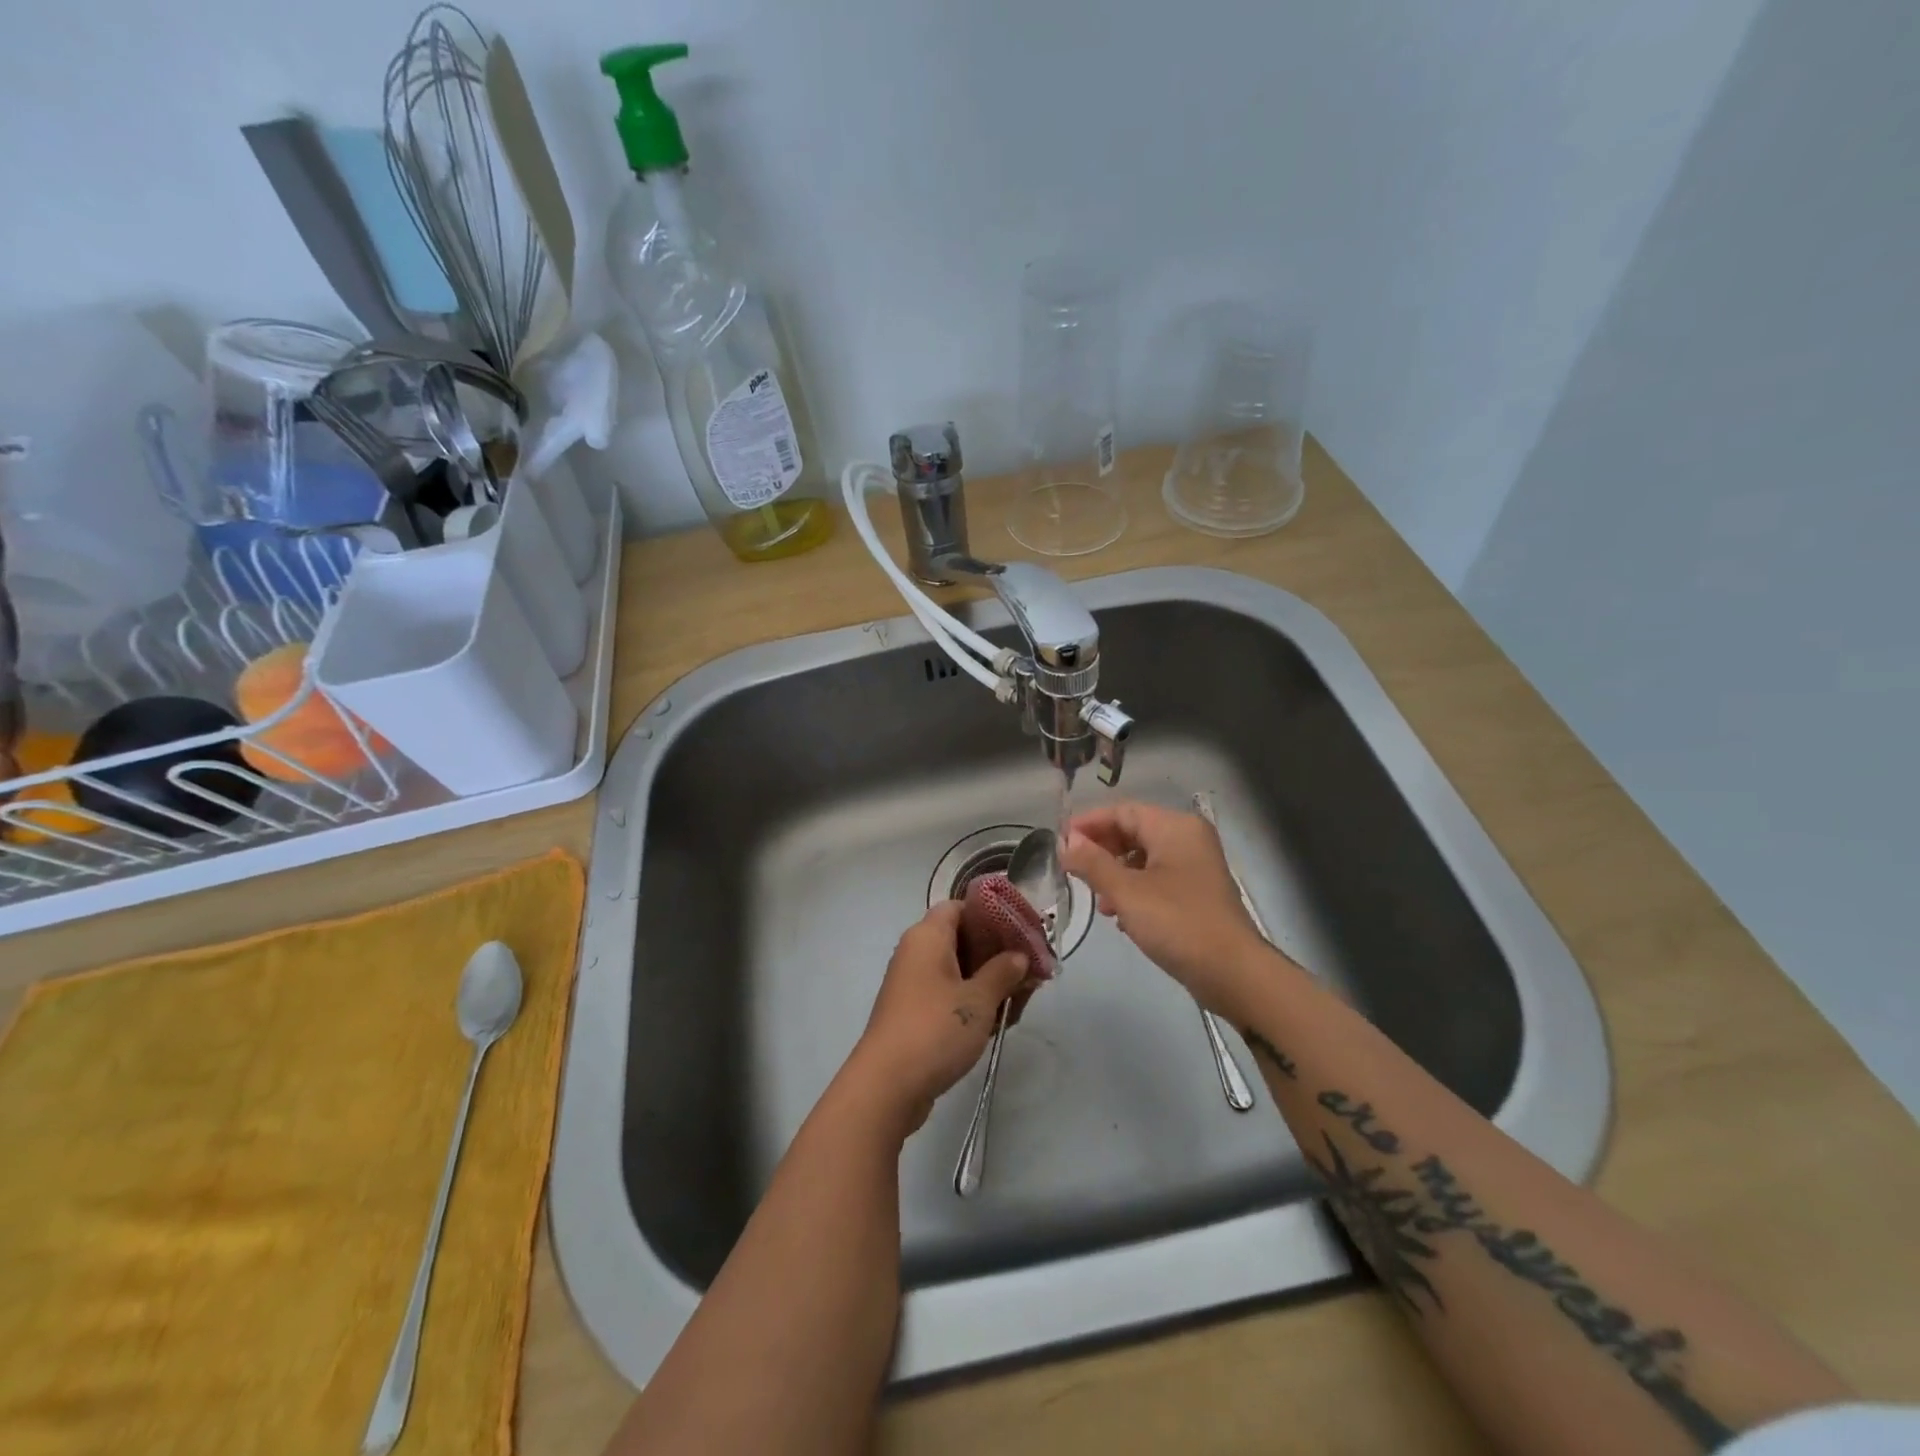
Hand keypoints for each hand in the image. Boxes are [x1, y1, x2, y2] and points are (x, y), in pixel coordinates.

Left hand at [848, 901, 1031, 1133]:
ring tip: (1023, 999)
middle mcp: (917, 953)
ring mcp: (914, 984)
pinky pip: (949, 994)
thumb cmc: (935, 1029)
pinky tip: (1000, 1020)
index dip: (991, 915)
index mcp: (927, 936)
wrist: (887, 1086)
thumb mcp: (979, 999)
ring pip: (958, 970)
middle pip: (962, 939)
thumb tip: (1019, 955)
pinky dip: (973, 1002)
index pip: (960, 907)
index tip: (1021, 931)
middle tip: (1032, 970)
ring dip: (990, 981)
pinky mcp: (915, 1013)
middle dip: (998, 953)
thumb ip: (1004, 972)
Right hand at [1063, 801, 1272, 1015]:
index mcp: (1175, 827)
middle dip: (1101, 851)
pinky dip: (1135, 891)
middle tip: (1074, 872)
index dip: (1088, 824)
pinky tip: (1122, 917)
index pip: (1122, 811)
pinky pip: (1157, 880)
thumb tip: (1066, 843)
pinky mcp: (1197, 893)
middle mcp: (1188, 838)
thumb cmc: (1177, 923)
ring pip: (1143, 858)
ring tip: (1099, 901)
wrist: (1232, 973)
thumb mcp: (1126, 891)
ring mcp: (1195, 867)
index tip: (1060, 843)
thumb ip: (1092, 863)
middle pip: (1133, 832)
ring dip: (1116, 875)